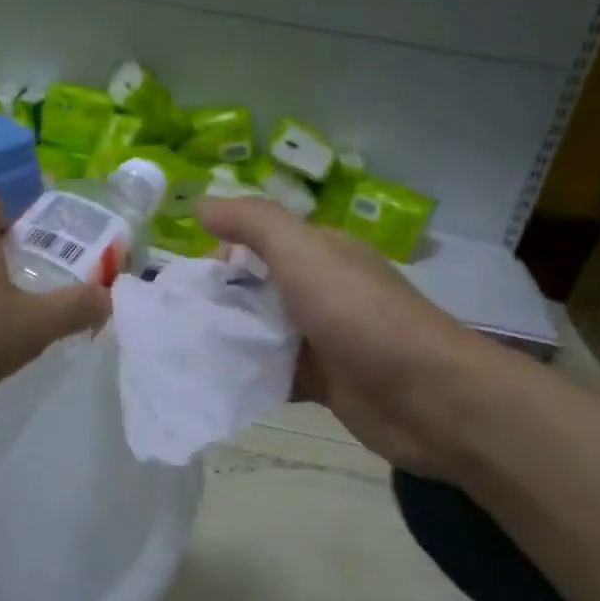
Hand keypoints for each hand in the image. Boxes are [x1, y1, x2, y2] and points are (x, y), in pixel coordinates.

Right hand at [199, 198, 527, 481]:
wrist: (425, 397)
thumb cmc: (359, 315)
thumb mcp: (303, 252)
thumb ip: (253, 223)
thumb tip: (200, 203)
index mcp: (320, 253)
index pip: (260, 241)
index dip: (223, 252)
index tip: (186, 277)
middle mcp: (321, 291)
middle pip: (257, 289)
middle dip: (219, 300)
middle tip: (174, 319)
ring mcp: (323, 339)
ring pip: (263, 333)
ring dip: (229, 340)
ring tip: (182, 351)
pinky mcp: (323, 382)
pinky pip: (274, 373)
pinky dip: (248, 376)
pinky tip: (214, 384)